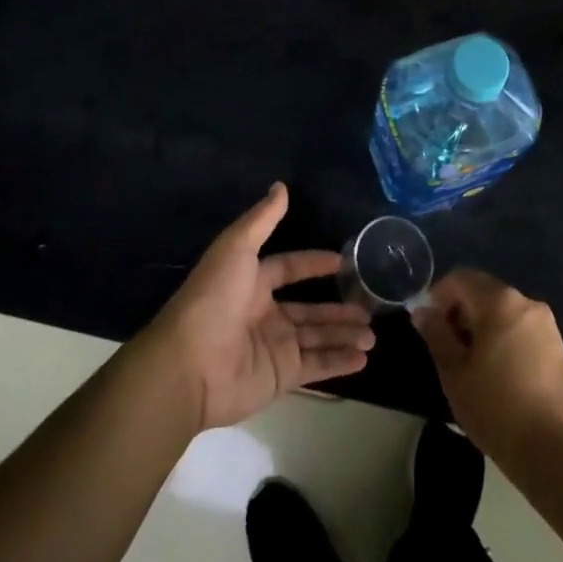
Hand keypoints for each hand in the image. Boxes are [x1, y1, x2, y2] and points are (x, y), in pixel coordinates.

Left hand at [144, 183, 374, 432]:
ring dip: (344, 335)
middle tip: (370, 305)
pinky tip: (363, 358)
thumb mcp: (236, 248)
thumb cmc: (214, 299)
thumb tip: (281, 185)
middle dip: (338, 308)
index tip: (343, 262)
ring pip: (316, 338)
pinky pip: (315, 367)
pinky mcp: (279, 376)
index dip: (314, 264)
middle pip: (309, 309)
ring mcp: (273, 347)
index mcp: (251, 282)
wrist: (190, 365)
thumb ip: (262, 219)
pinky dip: (339, 363)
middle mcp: (263, 314)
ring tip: (373, 334)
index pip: (288, 268)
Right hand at [413, 269, 562, 476]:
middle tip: (447, 349)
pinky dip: (504, 340)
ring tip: (472, 367)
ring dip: (483, 327)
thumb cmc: (498, 409)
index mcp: (499, 301)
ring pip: (504, 312)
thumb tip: (423, 311)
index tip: (428, 326)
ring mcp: (547, 325)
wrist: (559, 453)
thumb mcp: (455, 374)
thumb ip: (436, 335)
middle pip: (484, 292)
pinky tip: (500, 377)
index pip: (460, 278)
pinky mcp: (560, 348)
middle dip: (461, 312)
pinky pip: (522, 331)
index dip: (438, 296)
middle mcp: (526, 303)